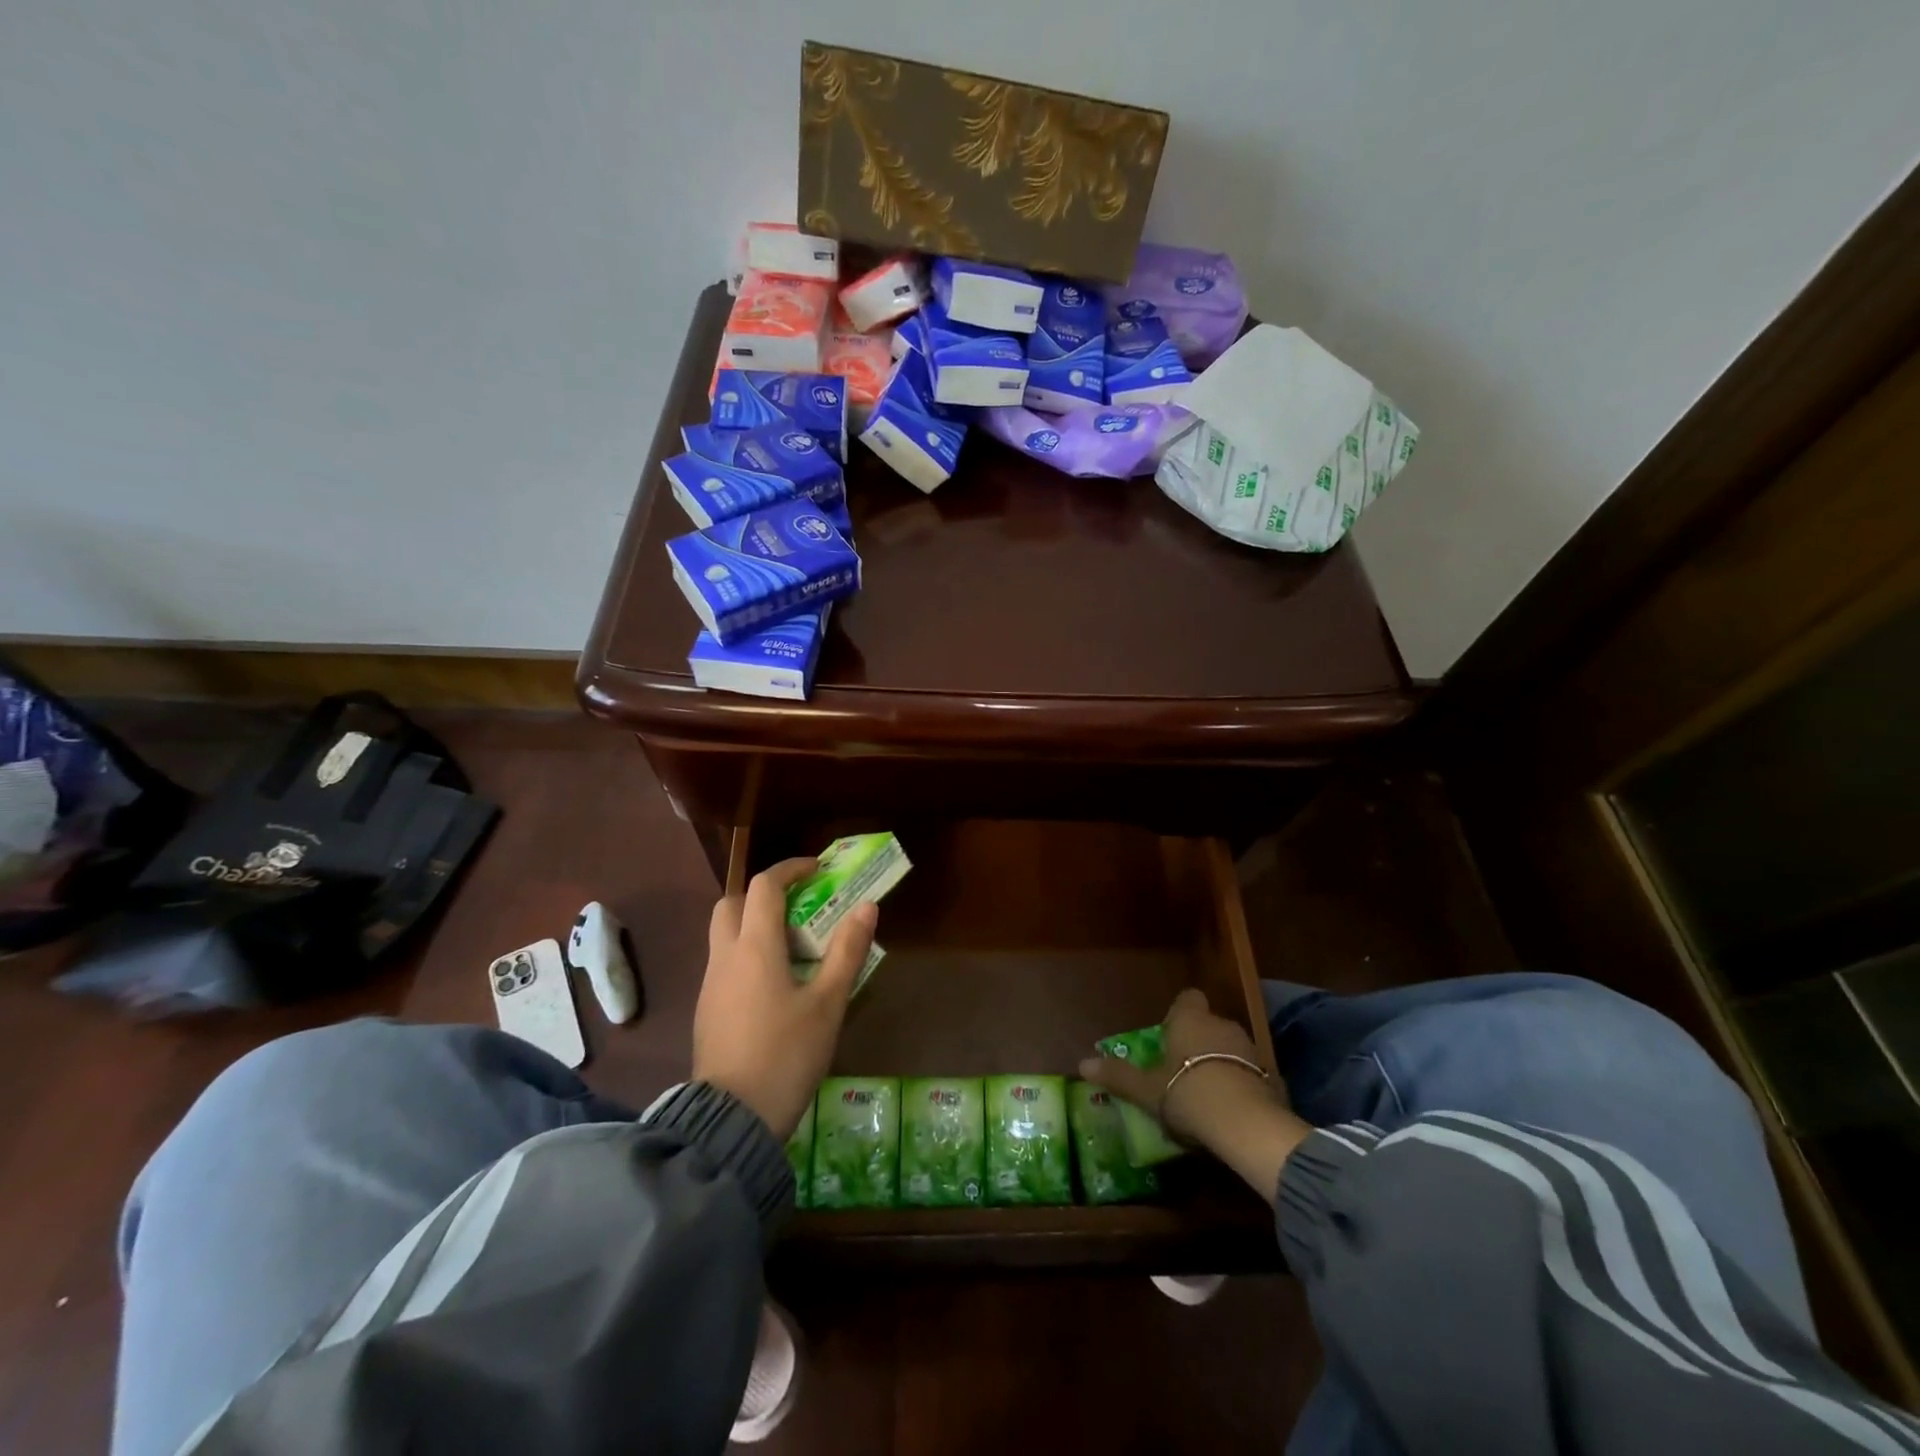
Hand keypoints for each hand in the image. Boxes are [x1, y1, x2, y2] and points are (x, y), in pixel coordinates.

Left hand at [692, 858, 877, 1140]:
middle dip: (763, 894)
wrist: (731, 1120)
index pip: (765, 886)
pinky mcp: (706, 1011)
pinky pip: (724, 964)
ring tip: (793, 947)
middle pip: (733, 903)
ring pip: (724, 935)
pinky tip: (774, 985)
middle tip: (798, 906)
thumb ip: (847, 952)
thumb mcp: (827, 1004)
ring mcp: (710, 985)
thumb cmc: (786, 1055)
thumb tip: (867, 907)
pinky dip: (746, 954)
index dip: (791, 869)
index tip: (817, 869)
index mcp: (755, 947)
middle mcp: (725, 957)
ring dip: (754, 925)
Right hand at [1079, 988, 1309, 1202]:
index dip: (1179, 1013)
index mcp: (1190, 1019)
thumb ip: (1118, 1076)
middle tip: (1182, 1069)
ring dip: (1221, 1062)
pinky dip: (1240, 1083)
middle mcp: (1221, 1024)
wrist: (1244, 1123)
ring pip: (1230, 1047)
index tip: (1169, 1034)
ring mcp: (1250, 1049)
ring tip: (1206, 1092)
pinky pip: (1250, 1072)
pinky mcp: (1271, 1076)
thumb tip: (1082, 1064)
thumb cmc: (1186, 1093)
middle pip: (1209, 1024)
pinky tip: (1230, 1108)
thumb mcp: (1145, 1089)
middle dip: (1198, 1041)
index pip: (1188, 998)